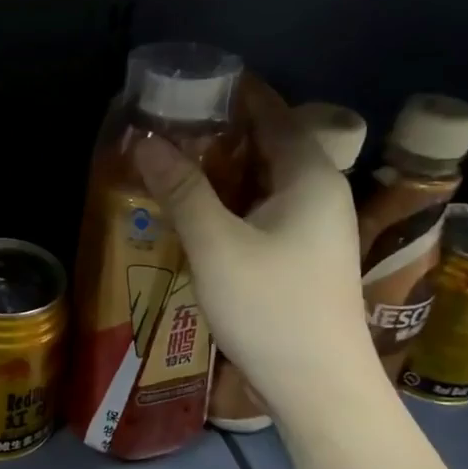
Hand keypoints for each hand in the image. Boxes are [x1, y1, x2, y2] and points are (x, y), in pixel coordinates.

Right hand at [135, 80, 375, 410]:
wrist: (319, 387)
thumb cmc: (271, 309)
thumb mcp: (217, 246)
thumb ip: (182, 190)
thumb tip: (146, 140)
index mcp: (310, 177)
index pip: (273, 113)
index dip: (235, 93)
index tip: (190, 82)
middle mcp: (321, 193)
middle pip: (270, 144)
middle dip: (221, 131)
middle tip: (169, 125)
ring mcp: (316, 228)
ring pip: (266, 180)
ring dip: (224, 169)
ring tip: (173, 163)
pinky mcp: (304, 256)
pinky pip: (266, 209)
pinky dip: (233, 200)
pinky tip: (199, 212)